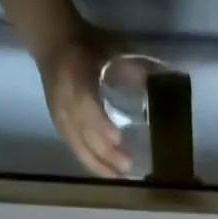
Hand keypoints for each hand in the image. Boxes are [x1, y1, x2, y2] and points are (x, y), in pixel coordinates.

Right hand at [34, 21, 130, 178]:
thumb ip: (135, 66)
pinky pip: (75, 148)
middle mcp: (65, 101)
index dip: (101, 125)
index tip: (118, 139)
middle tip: (128, 167)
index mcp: (76, 78)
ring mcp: (60, 115)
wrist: (52, 40)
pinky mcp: (59, 125)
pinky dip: (91, 162)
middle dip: (106, 154)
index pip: (86, 106)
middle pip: (84, 134)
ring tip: (120, 177)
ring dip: (99, 164)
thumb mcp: (111, 46)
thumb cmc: (87, 43)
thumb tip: (165, 80)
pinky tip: (106, 171)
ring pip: (78, 146)